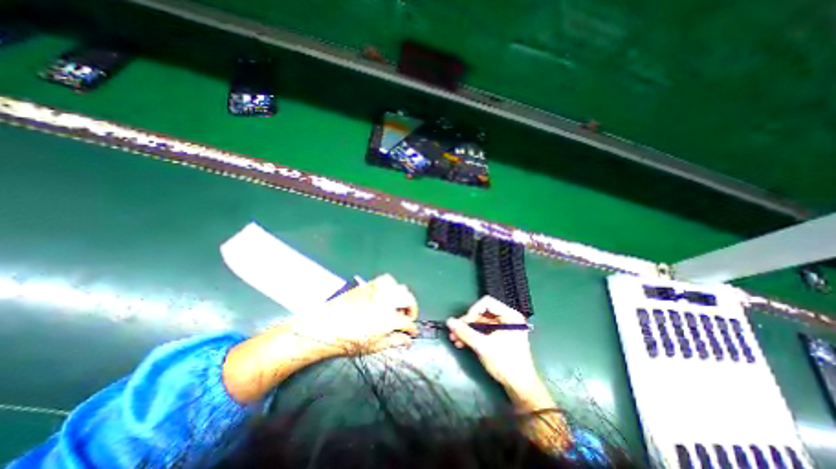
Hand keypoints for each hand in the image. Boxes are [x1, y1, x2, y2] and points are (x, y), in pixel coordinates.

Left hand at [289, 273, 421, 357]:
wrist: (325, 326)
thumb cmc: (348, 340)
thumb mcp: (373, 346)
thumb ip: (394, 341)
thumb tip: (407, 341)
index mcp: (389, 319)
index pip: (408, 322)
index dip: (412, 329)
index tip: (411, 333)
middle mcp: (387, 301)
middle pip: (409, 300)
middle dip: (412, 310)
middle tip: (407, 318)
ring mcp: (379, 290)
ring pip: (400, 287)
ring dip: (402, 297)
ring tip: (397, 306)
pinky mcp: (370, 284)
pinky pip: (387, 280)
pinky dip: (392, 287)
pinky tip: (387, 295)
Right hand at [447, 298, 538, 388]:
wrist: (520, 389)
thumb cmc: (506, 364)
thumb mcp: (483, 347)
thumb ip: (465, 332)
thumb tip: (449, 321)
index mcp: (510, 316)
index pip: (487, 303)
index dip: (473, 311)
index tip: (464, 323)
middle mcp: (507, 319)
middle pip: (482, 313)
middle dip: (467, 323)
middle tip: (454, 331)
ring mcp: (503, 328)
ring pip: (480, 323)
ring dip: (467, 330)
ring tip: (454, 339)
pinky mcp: (499, 337)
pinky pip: (483, 331)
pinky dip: (472, 336)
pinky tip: (461, 343)